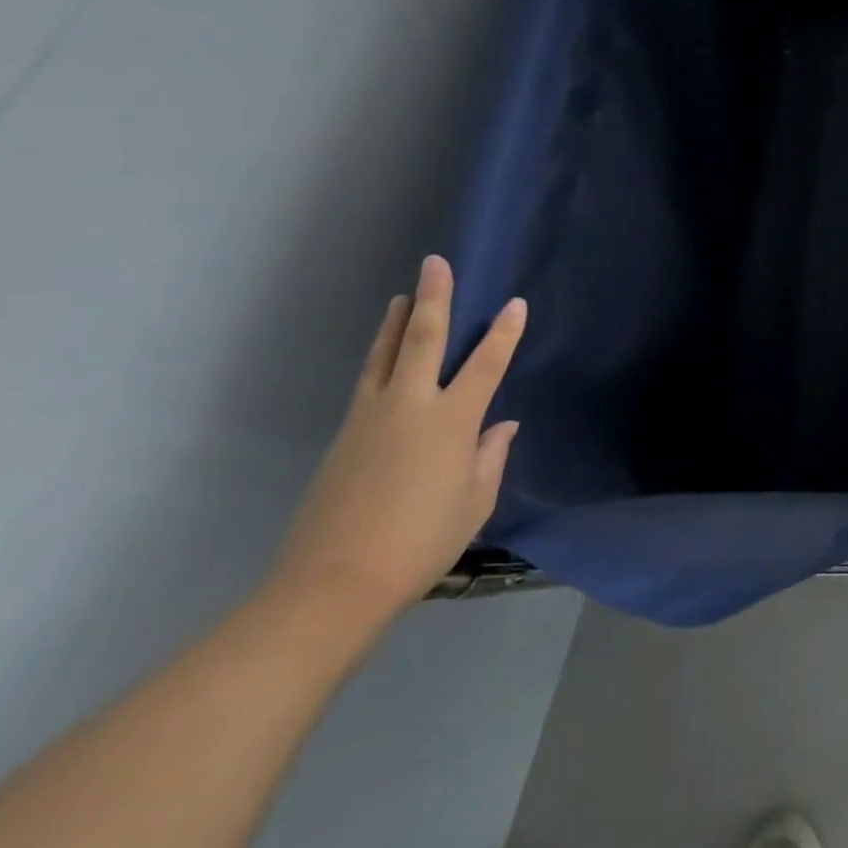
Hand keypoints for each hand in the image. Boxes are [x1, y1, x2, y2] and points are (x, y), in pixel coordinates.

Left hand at [268, 256, 525, 622]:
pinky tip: (382, 358)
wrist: (332, 584)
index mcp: (451, 421)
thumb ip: (490, 456)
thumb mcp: (474, 502)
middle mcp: (410, 407)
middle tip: (435, 263)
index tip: (515, 303)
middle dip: (433, 299)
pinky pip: (367, 382)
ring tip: (402, 296)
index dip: (504, 332)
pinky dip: (378, 358)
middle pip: (422, 340)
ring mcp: (370, 418)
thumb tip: (501, 425)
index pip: (486, 364)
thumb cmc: (421, 542)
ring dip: (396, 321)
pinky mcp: (343, 436)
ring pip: (383, 355)